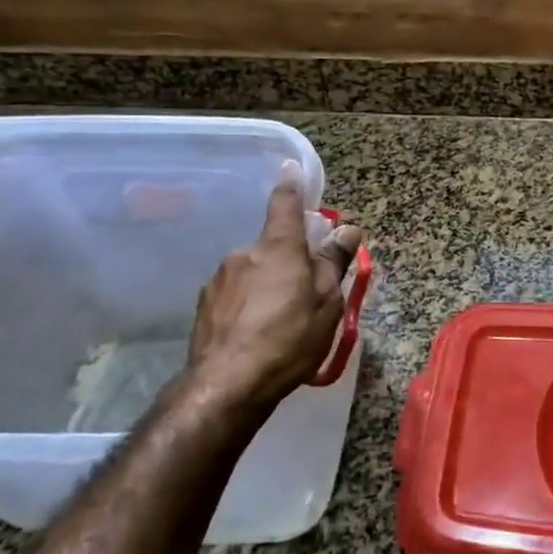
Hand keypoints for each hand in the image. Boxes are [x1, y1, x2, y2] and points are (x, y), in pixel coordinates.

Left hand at [181, 172, 362, 413]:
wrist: (227, 385)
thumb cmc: (289, 339)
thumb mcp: (326, 302)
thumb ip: (333, 262)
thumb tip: (347, 230)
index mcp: (278, 248)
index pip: (285, 204)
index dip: (291, 185)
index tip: (290, 168)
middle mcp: (244, 254)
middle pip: (273, 246)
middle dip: (290, 258)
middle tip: (308, 290)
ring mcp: (219, 279)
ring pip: (254, 271)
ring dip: (269, 284)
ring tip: (281, 320)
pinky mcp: (205, 306)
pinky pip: (236, 294)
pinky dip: (249, 304)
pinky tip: (256, 332)